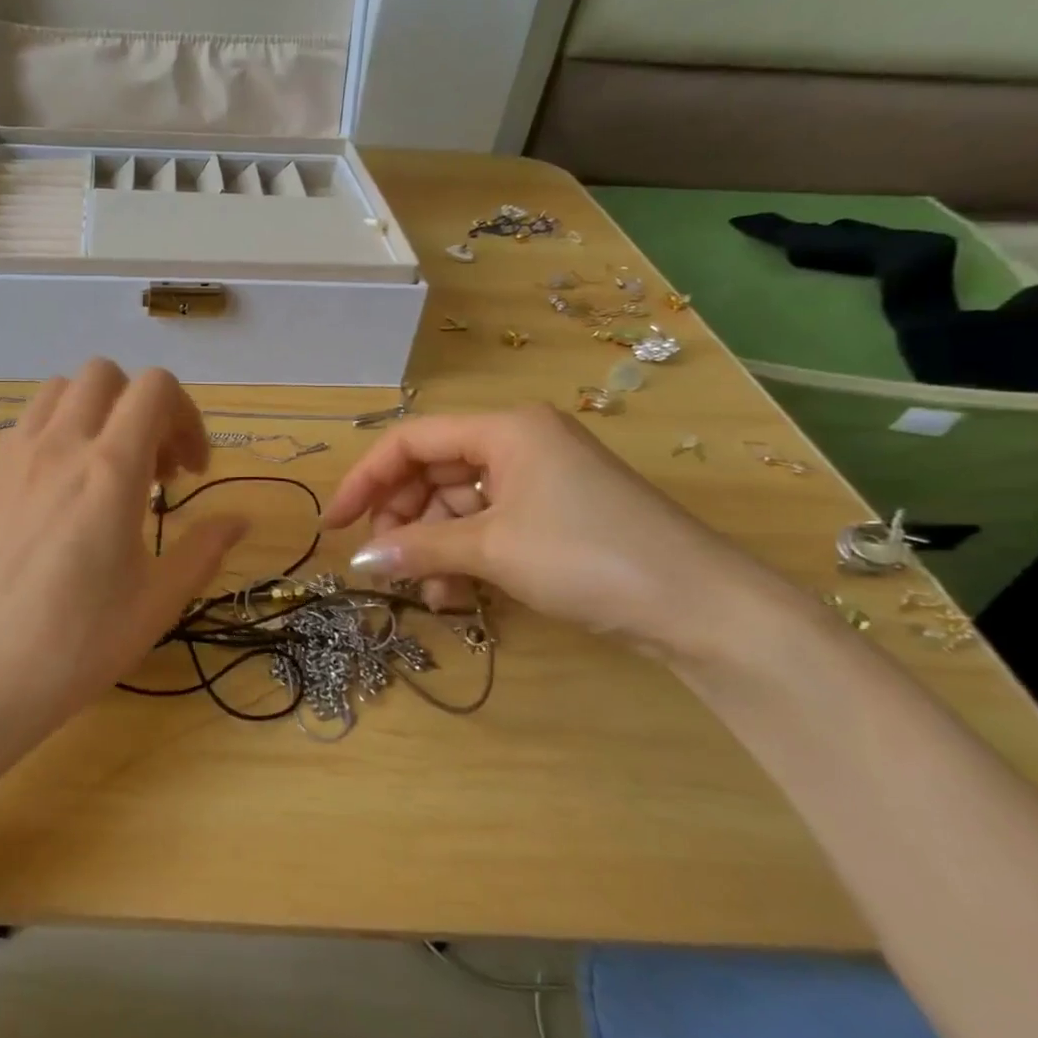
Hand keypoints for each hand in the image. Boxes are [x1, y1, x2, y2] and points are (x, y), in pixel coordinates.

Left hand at [0, 360, 246, 744]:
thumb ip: (203, 549)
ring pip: (59, 390)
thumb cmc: (76, 646)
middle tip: (152, 468)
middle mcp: (59, 446)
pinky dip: (54, 434)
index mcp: (110, 471)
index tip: (189, 471)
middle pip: (105, 375)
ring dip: (94, 413)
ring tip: (106, 470)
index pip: (155, 388)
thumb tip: (240, 519)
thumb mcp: (157, 603)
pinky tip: (59, 492)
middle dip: (140, 407)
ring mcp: (12, 457)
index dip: (186, 417)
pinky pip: (24, 425)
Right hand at [326, 405, 789, 660]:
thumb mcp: (492, 549)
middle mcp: (518, 443)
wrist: (701, 608)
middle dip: (403, 519)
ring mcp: (539, 479)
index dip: (366, 479)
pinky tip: (459, 594)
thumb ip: (418, 548)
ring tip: (431, 593)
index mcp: (504, 429)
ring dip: (434, 546)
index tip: (335, 523)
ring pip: (458, 504)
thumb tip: (358, 560)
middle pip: (433, 472)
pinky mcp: (554, 515)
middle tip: (385, 565)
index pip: (411, 441)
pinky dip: (466, 556)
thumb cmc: (588, 557)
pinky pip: (488, 526)